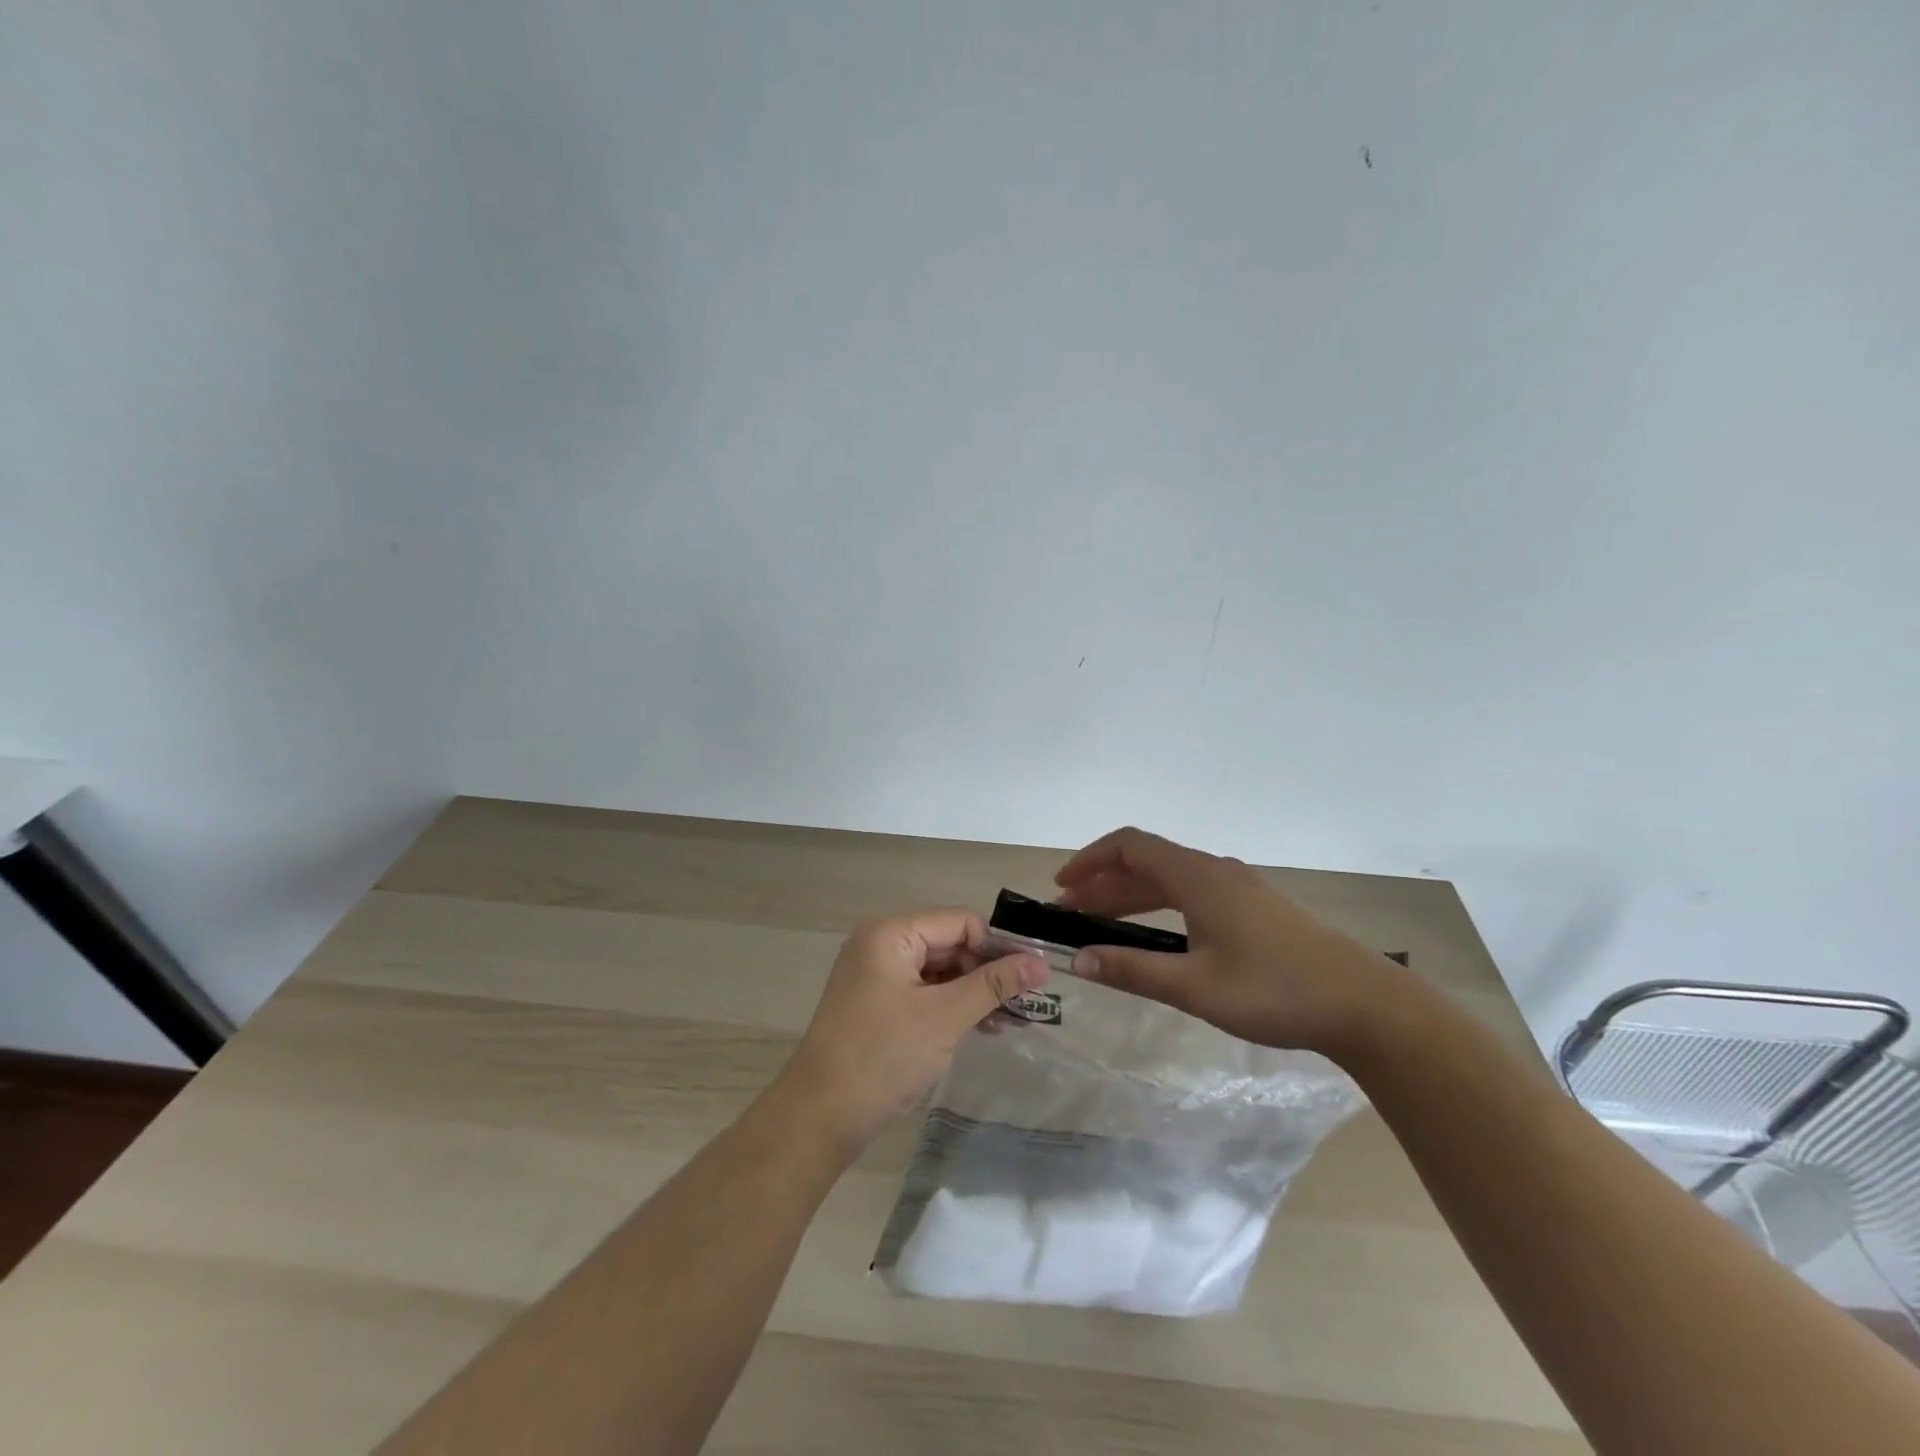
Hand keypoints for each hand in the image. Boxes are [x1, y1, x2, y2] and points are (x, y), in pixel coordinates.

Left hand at [778, 909, 1048, 1154]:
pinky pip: (923, 990)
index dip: (996, 948)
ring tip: (1009, 1022)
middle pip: (949, 943)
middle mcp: (880, 942)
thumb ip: (994, 985)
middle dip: (986, 972)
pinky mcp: (875, 1001)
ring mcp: (875, 973)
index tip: (1029, 980)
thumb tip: (1041, 963)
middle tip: (1024, 1006)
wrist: (819, 1117)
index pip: (960, 922)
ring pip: (938, 969)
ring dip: (973, 991)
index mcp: (891, 933)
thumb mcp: (945, 1017)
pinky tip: (980, 1027)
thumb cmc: (883, 1057)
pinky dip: (950, 1005)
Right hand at [1054, 827, 1404, 1056]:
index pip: (1130, 846)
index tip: (1061, 885)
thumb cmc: (1275, 990)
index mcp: (1198, 877)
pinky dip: (1160, 905)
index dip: (1090, 859)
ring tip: (1099, 921)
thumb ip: (1133, 970)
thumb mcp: (1195, 986)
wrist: (1364, 1005)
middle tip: (1070, 911)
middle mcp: (1214, 871)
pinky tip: (1155, 935)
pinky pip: (1192, 893)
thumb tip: (1078, 959)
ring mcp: (1238, 888)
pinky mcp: (1254, 908)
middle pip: (1147, 861)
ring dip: (1131, 895)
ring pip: (1170, 878)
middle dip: (1104, 881)